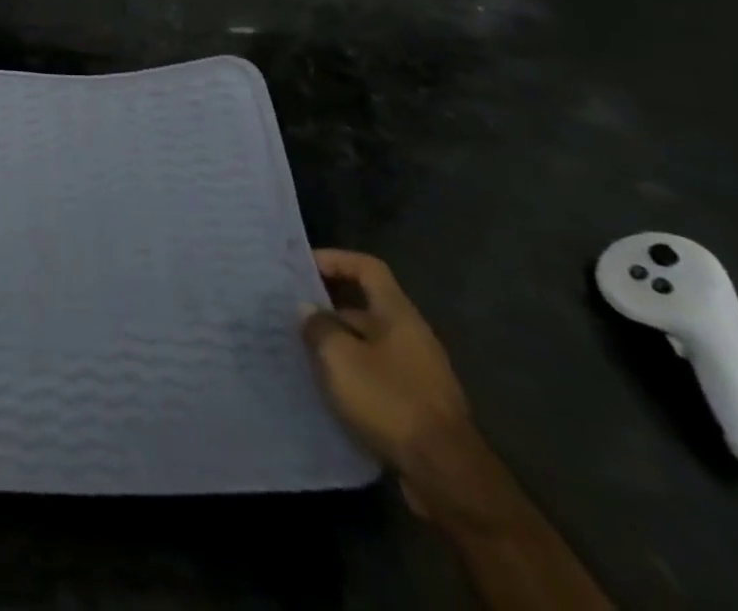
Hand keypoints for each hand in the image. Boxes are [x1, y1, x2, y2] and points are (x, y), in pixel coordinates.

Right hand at [301, 249, 506, 527]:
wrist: (446, 476)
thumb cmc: (390, 400)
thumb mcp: (340, 357)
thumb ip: (318, 326)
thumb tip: (307, 310)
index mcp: (398, 314)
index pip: (367, 267)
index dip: (335, 259)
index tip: (302, 267)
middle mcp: (411, 337)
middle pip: (365, 306)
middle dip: (328, 308)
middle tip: (291, 313)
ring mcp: (417, 373)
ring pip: (368, 344)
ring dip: (337, 345)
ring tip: (300, 352)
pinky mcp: (416, 406)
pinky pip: (376, 376)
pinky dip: (351, 376)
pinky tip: (326, 389)